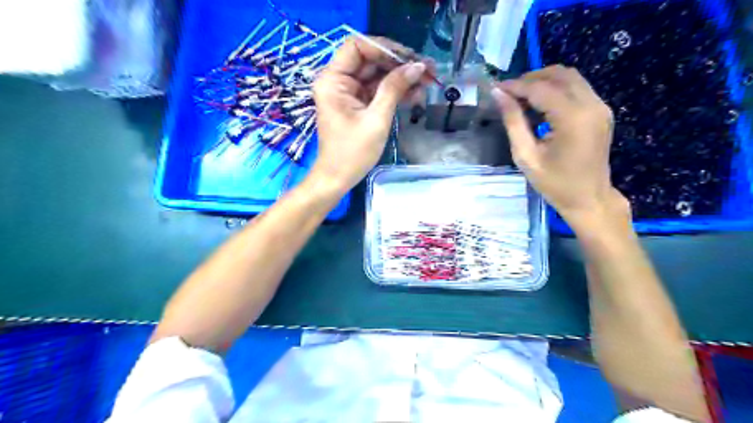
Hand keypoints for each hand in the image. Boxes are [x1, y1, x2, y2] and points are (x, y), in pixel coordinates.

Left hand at [310, 37, 428, 191]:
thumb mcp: (376, 119)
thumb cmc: (353, 153)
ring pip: (377, 75)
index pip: (358, 47)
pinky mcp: (357, 104)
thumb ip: (395, 89)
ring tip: (428, 82)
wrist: (338, 178)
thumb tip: (418, 66)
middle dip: (399, 64)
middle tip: (428, 70)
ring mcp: (348, 93)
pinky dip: (395, 92)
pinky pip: (377, 91)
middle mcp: (338, 81)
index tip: (410, 58)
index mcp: (333, 80)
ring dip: (401, 78)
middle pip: (371, 60)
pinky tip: (416, 95)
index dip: (385, 49)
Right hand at [492, 65, 626, 230]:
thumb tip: (498, 95)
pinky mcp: (601, 111)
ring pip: (570, 77)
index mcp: (573, 118)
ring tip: (521, 98)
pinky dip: (556, 90)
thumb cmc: (554, 183)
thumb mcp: (526, 156)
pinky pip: (577, 88)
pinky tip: (539, 106)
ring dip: (544, 82)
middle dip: (531, 78)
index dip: (516, 85)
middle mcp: (591, 105)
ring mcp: (600, 106)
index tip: (495, 88)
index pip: (541, 89)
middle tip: (508, 93)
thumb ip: (513, 122)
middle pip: (559, 74)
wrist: (589, 199)